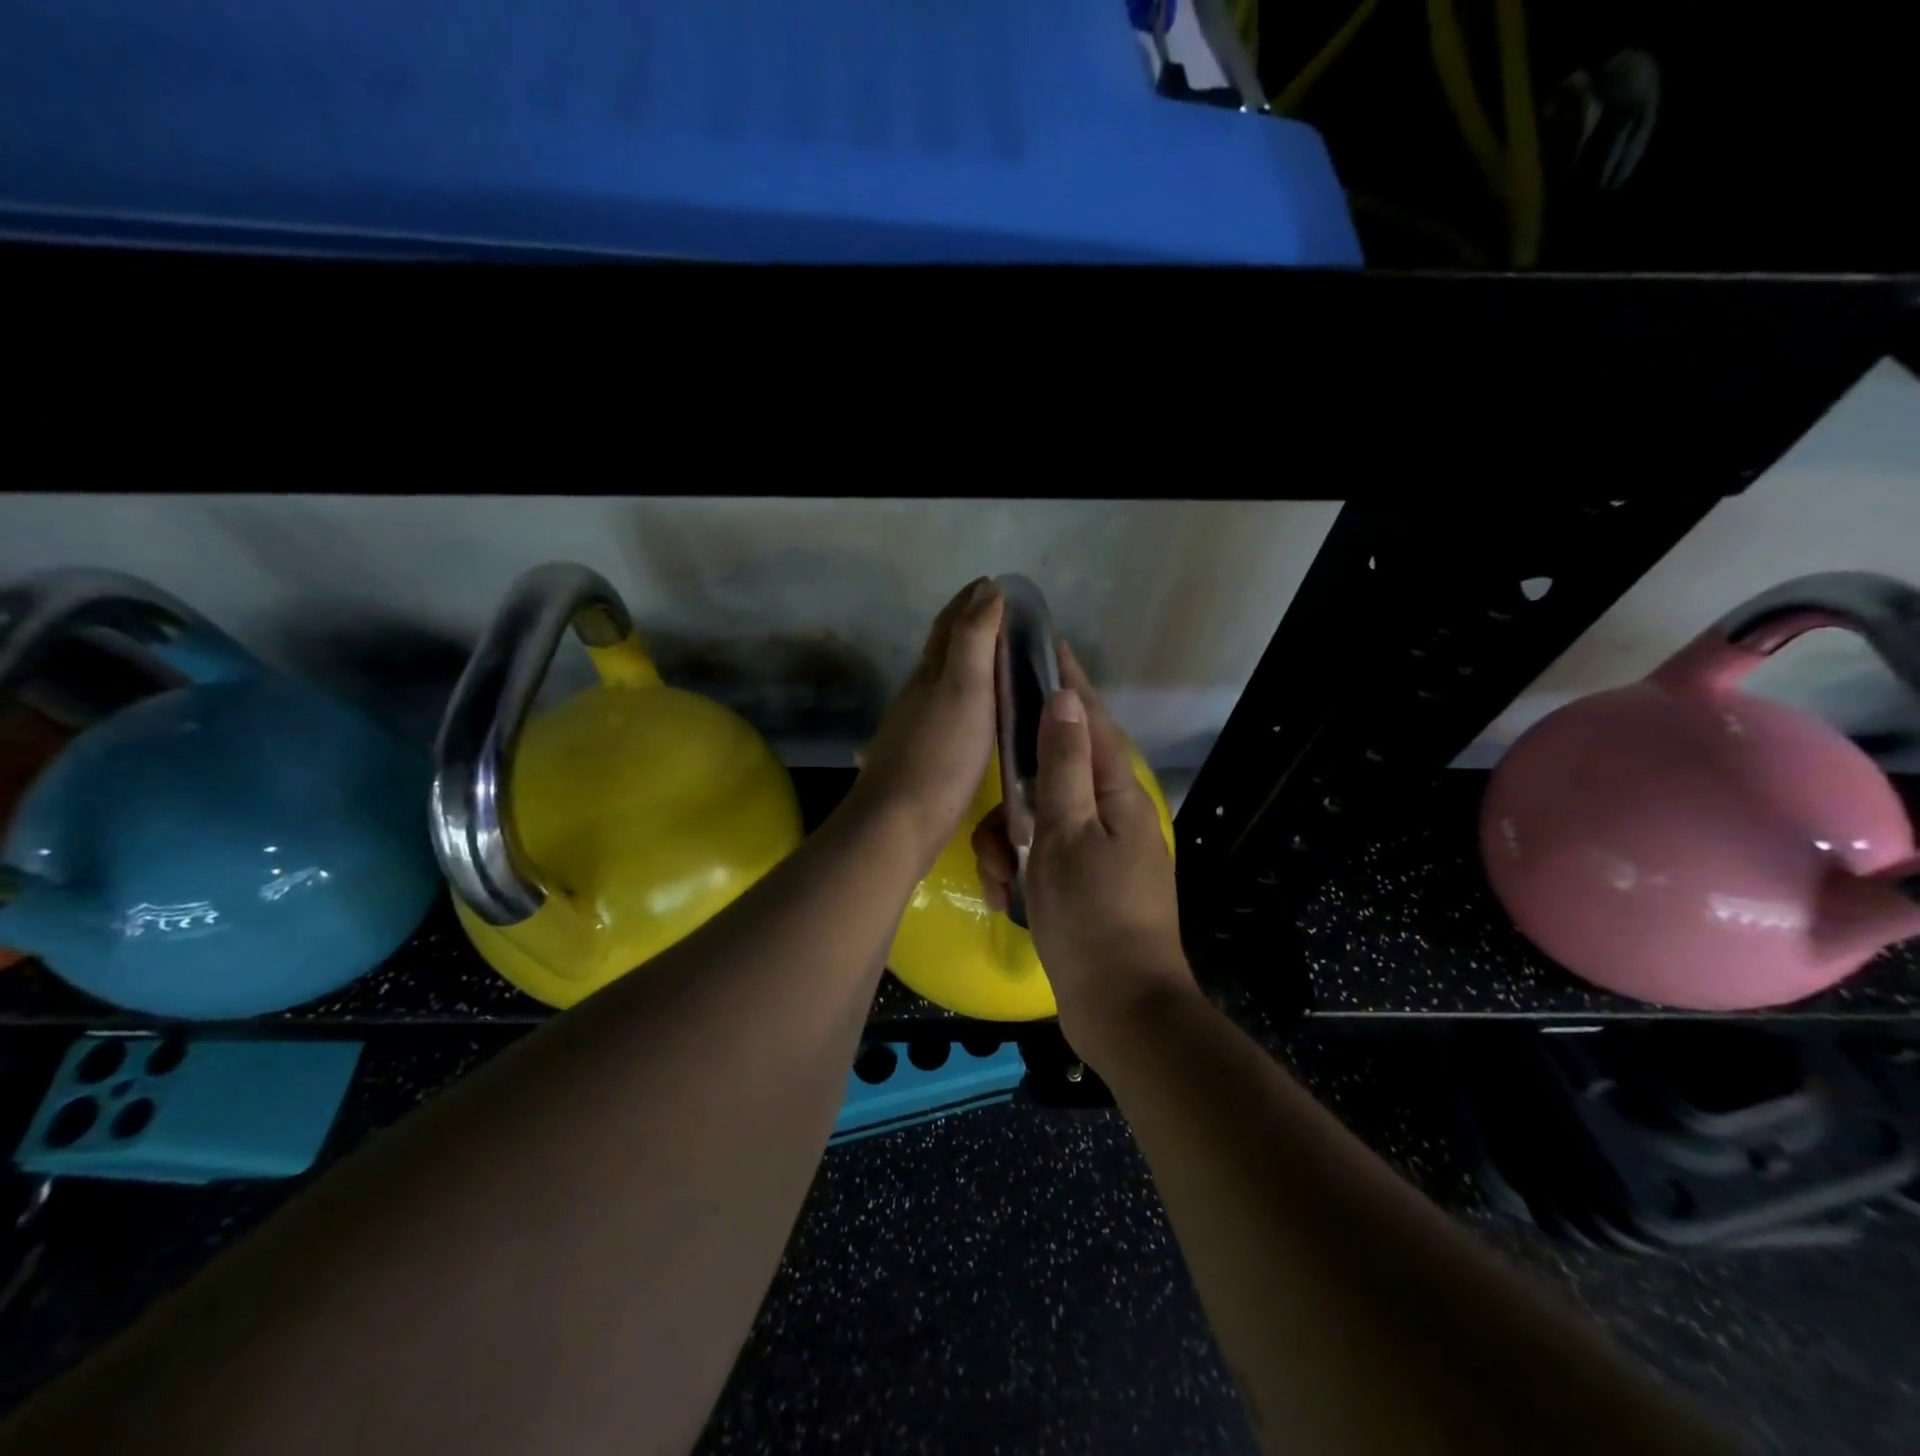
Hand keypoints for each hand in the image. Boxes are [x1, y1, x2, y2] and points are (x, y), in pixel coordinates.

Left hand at [846, 579, 1003, 869]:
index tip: (992, 582)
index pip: (950, 623)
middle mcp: (919, 691)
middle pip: (942, 647)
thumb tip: (986, 589)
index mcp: (931, 671)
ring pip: (942, 678)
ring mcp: (916, 723)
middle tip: (999, 614)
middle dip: (967, 624)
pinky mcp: (921, 753)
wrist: (898, 822)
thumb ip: (974, 639)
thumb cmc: (940, 754)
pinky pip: (946, 709)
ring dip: (966, 660)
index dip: (970, 600)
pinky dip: (964, 695)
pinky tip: (974, 711)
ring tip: (995, 658)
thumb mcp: (965, 689)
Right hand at [971, 643, 1194, 1060]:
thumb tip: (1066, 699)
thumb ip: (1064, 765)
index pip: (1089, 721)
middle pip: (1055, 774)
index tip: (1044, 646)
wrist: (1120, 1007)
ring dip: (1010, 843)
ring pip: (1040, 820)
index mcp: (1118, 793)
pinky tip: (1004, 893)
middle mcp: (1112, 813)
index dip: (1067, 682)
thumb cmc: (1092, 915)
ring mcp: (1098, 850)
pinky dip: (1019, 870)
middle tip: (994, 822)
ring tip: (997, 876)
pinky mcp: (1083, 881)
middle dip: (1015, 796)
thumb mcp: (1068, 833)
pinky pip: (1042, 856)